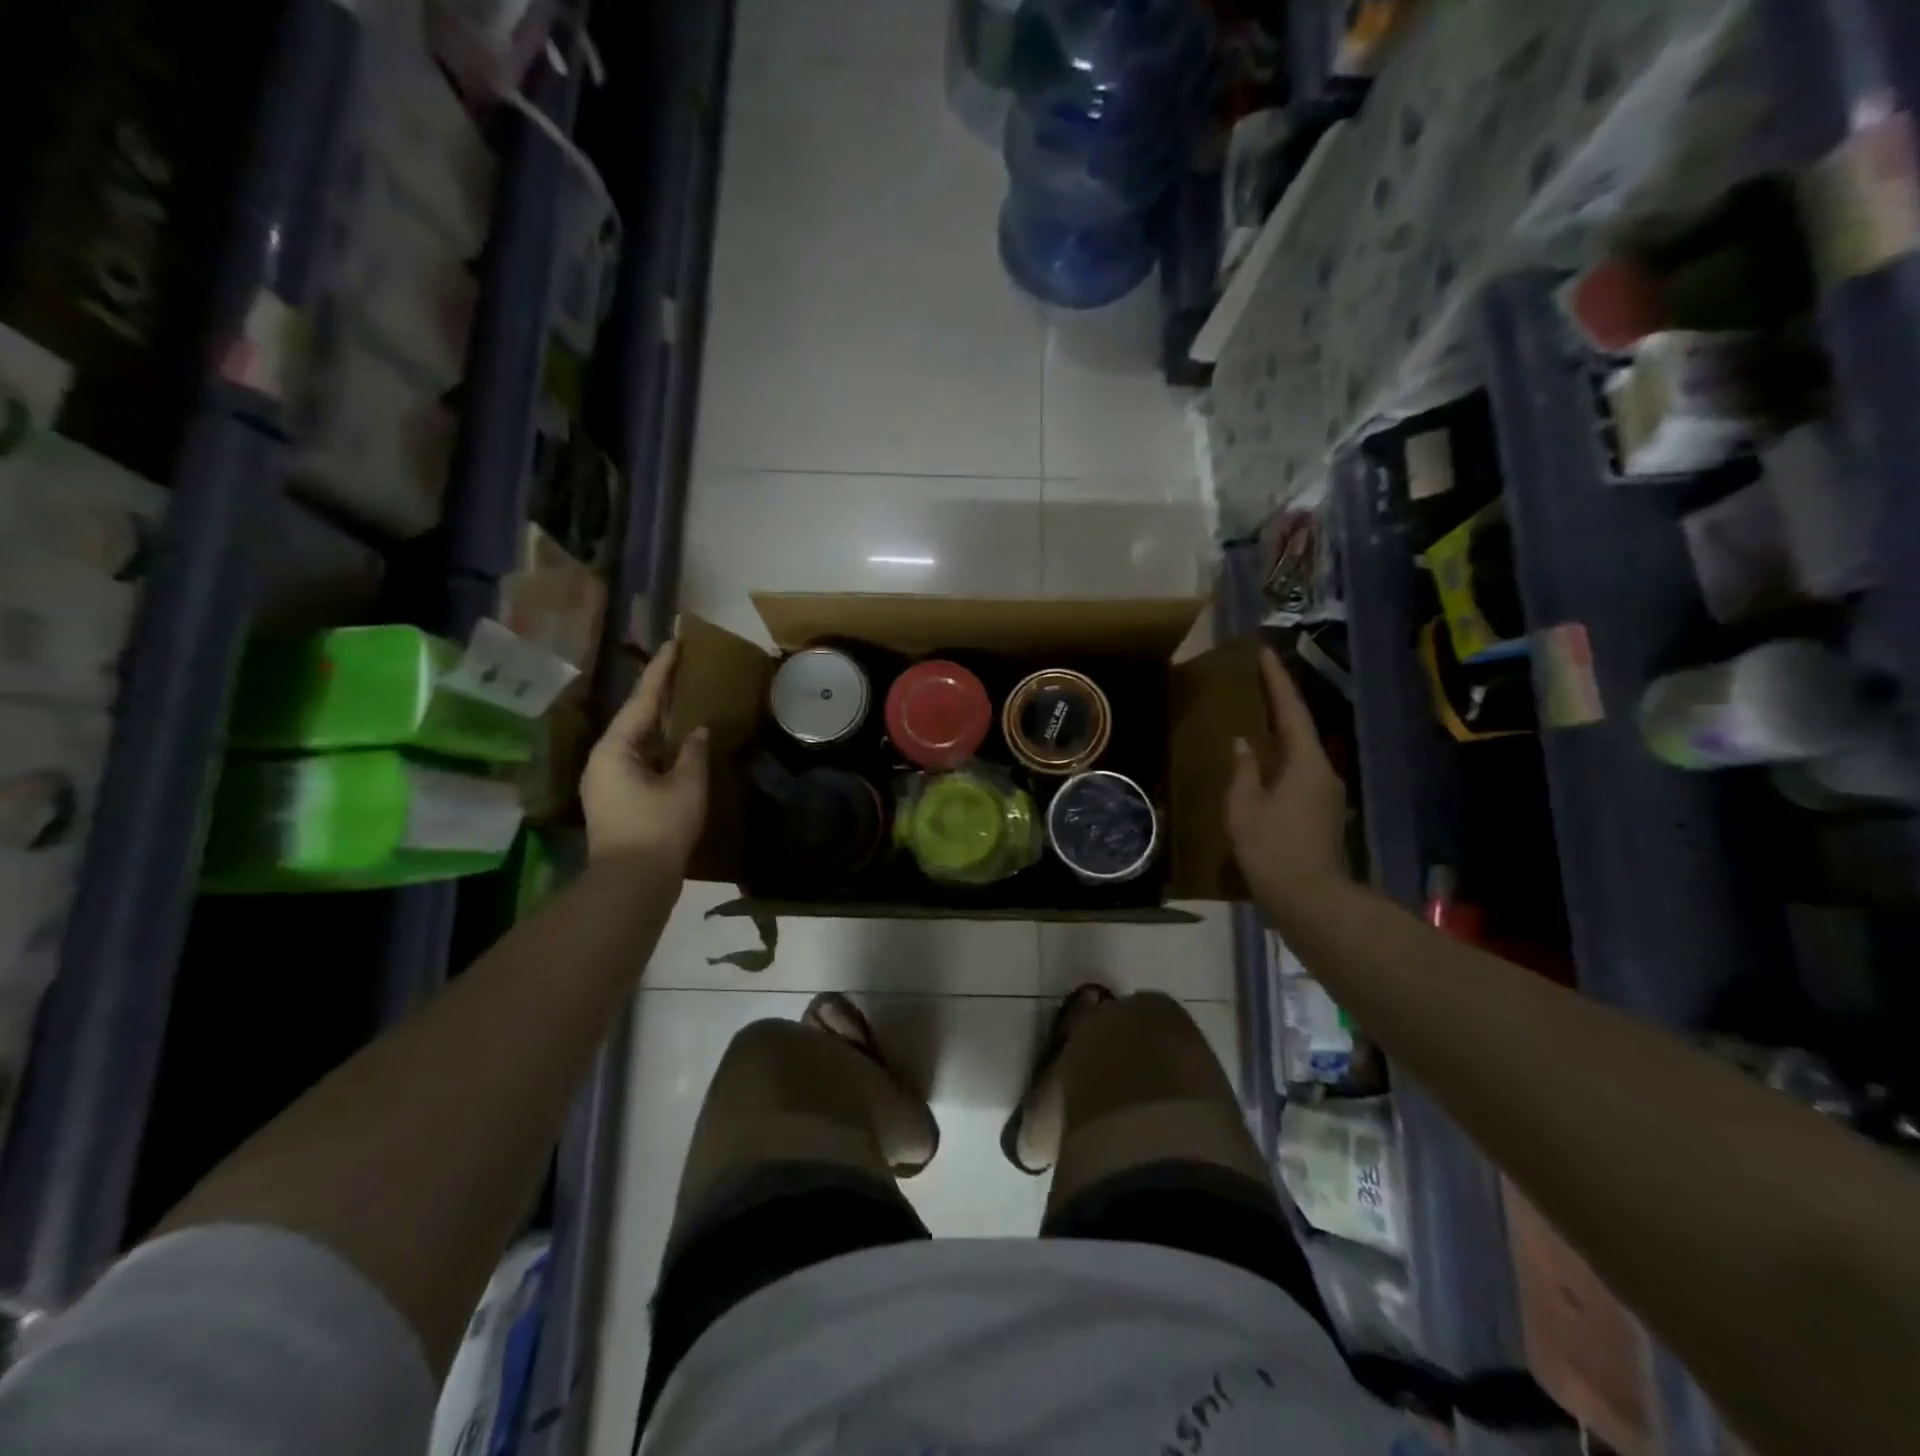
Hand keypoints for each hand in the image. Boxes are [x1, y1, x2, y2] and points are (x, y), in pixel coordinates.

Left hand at [581, 641, 708, 868]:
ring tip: (682, 699)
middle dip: (658, 693)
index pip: (643, 700)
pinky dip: (658, 745)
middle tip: (681, 667)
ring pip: (637, 739)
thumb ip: (692, 753)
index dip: (661, 670)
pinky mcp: (616, 798)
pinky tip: (676, 742)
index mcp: (615, 748)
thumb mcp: (686, 787)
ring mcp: (607, 780)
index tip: (674, 643)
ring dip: (659, 720)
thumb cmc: (659, 829)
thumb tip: (697, 730)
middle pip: (635, 717)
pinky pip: (639, 759)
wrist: (632, 883)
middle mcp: (604, 759)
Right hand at [1225, 647, 1349, 909]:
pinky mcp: (1321, 813)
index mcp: (1306, 764)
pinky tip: (1263, 762)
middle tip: (1257, 681)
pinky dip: (1281, 758)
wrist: (1309, 898)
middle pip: (1300, 728)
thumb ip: (1242, 771)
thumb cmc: (1272, 849)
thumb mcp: (1244, 807)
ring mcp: (1326, 794)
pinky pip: (1299, 772)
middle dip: (1279, 703)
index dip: (1277, 681)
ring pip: (1301, 752)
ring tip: (1255, 717)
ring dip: (1280, 732)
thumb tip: (1243, 745)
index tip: (1265, 654)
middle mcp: (1323, 772)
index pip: (1291, 711)